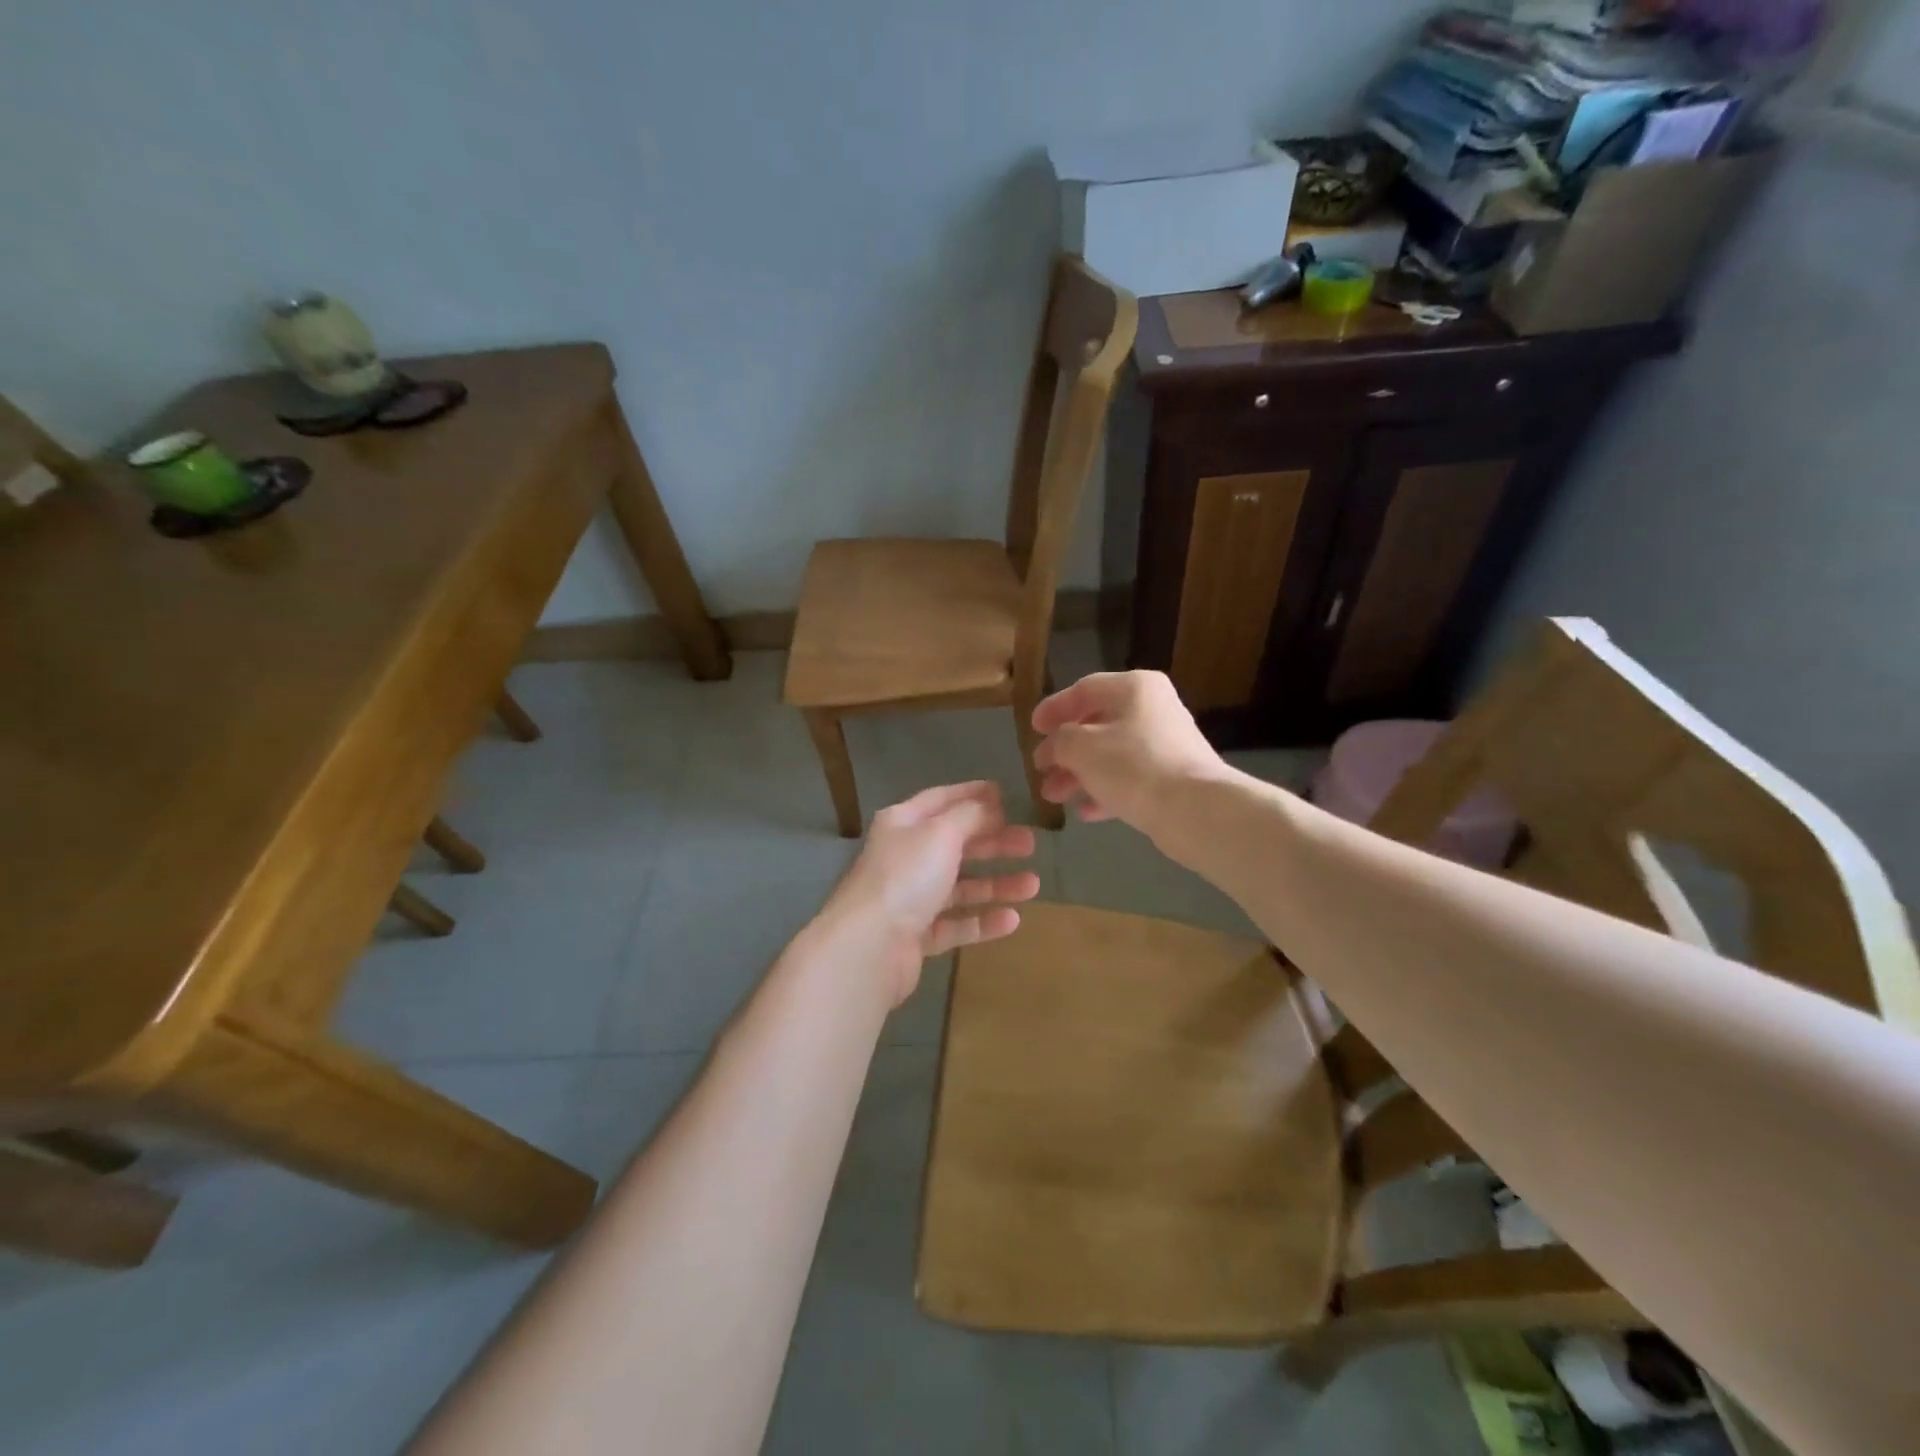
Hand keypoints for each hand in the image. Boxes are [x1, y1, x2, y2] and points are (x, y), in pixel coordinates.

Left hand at [823, 781, 1039, 1004]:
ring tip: (1033, 885)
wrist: (869, 946)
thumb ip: (970, 816)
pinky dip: (982, 921)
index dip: (973, 794)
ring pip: (960, 886)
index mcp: (903, 823)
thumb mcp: (942, 833)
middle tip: (1030, 843)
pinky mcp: (915, 936)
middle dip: (994, 843)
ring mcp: (909, 899)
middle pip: (955, 844)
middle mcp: (904, 857)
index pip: (941, 800)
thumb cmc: (906, 877)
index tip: (1006, 794)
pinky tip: (1013, 920)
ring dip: (996, 884)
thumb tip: (988, 805)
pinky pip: (955, 924)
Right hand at [1030, 671, 1229, 837]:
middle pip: (1097, 724)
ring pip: (1110, 755)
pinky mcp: (1172, 778)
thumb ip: (1060, 740)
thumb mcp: (1081, 747)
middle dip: (1064, 750)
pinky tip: (1085, 812)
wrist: (1194, 810)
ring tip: (1053, 796)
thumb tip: (1055, 746)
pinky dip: (1104, 791)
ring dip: (1078, 774)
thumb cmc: (1133, 766)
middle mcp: (1153, 709)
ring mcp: (1165, 745)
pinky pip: (1129, 779)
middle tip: (1041, 769)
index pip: (1084, 689)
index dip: (1054, 708)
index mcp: (1134, 688)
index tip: (1032, 730)